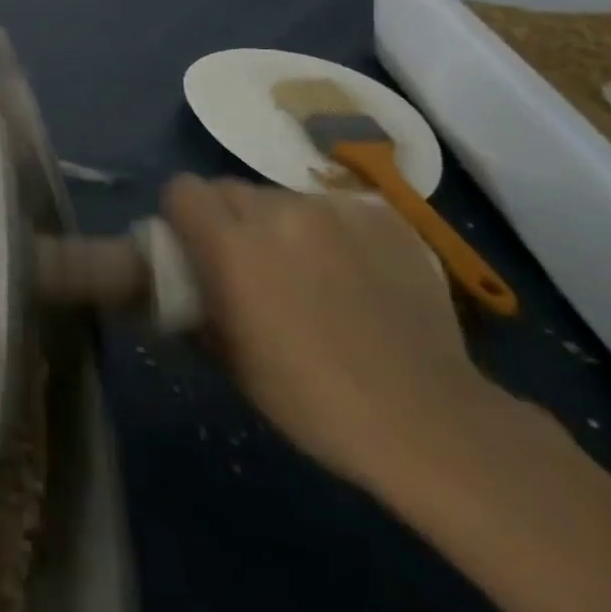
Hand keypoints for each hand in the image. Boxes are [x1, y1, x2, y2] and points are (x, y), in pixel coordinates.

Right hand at [164, 175, 513, 496]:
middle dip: (230, 219)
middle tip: (250, 264)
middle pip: (231, 189)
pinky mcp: (382, 218)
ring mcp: (334, 210)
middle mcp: (277, 211)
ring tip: (311, 273)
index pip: (183, 190)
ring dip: (282, 226)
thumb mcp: (229, 358)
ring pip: (284, 199)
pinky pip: (336, 211)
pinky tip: (356, 276)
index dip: (182, 214)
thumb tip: (184, 284)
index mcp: (231, 244)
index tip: (194, 245)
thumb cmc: (311, 400)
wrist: (427, 422)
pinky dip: (333, 234)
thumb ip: (196, 303)